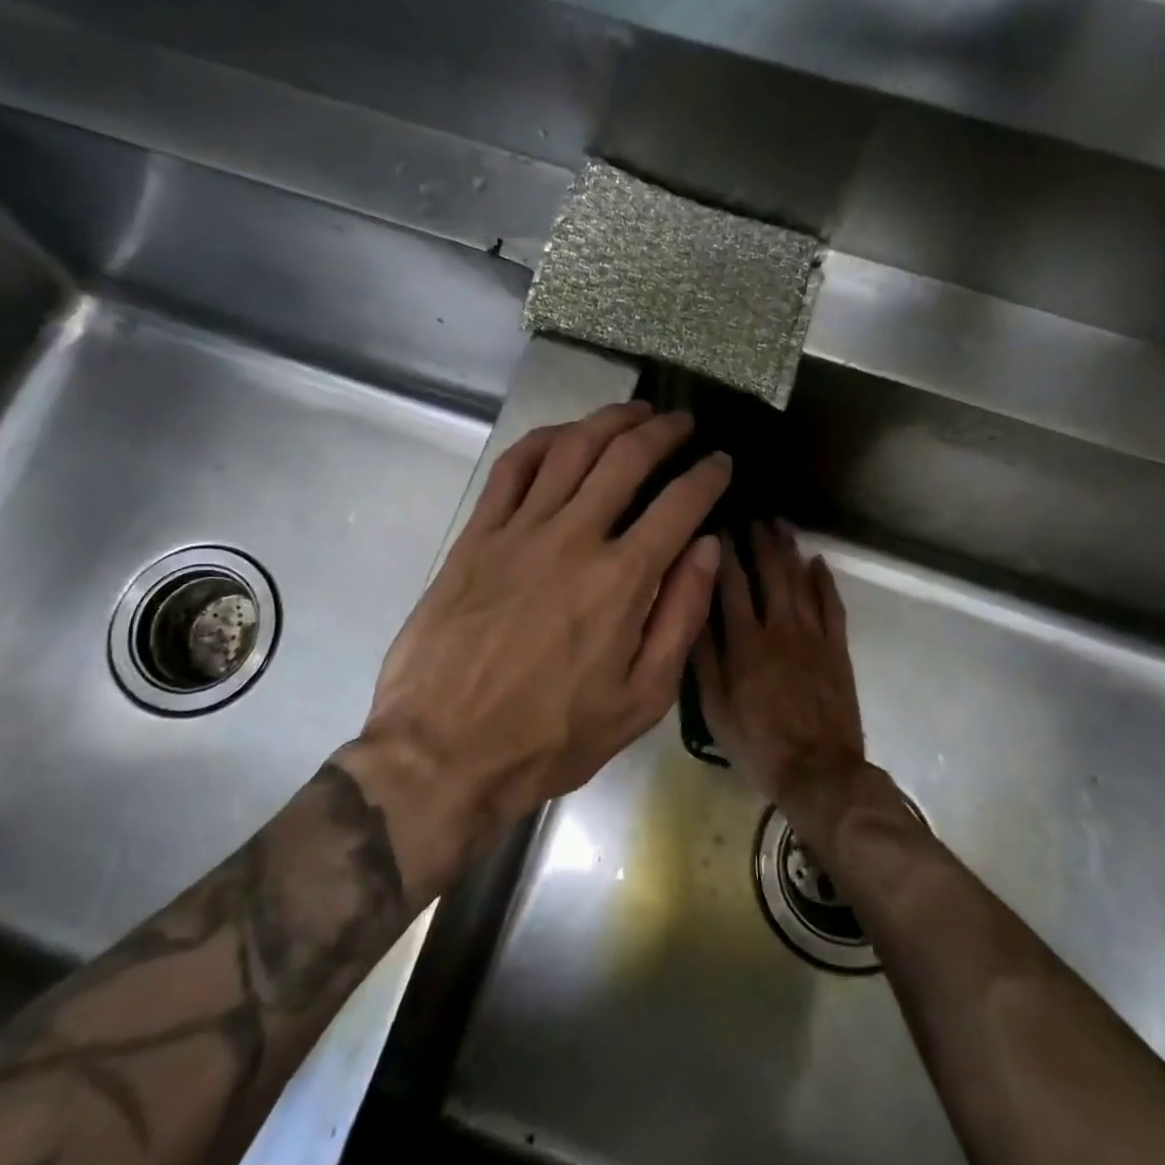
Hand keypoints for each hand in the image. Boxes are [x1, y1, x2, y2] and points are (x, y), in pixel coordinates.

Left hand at [348, 402, 729, 884]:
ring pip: (571, 450)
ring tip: (634, 411)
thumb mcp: (640, 700)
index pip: (679, 505)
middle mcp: (573, 539)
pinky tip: (563, 435)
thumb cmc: (551, 737)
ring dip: (608, 421)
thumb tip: (706, 549)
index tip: (721, 462)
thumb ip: (680, 618)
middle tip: (682, 422)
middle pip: (626, 459)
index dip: (707, 476)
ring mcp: (519, 531)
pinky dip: (543, 440)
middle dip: (663, 432)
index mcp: (621, 581)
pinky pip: (512, 468)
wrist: (443, 752)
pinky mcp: (476, 536)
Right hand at [693, 522, 867, 811]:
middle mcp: (780, 628)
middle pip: (770, 573)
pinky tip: (818, 562)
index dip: (724, 553)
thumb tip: (692, 611)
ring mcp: (813, 636)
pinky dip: (825, 581)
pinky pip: (833, 606)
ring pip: (801, 581)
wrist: (820, 772)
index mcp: (746, 642)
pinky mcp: (837, 649)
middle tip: (752, 515)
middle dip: (760, 541)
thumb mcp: (715, 708)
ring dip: (790, 550)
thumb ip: (704, 658)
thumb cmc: (758, 744)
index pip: (731, 585)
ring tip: (780, 526)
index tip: (718, 527)